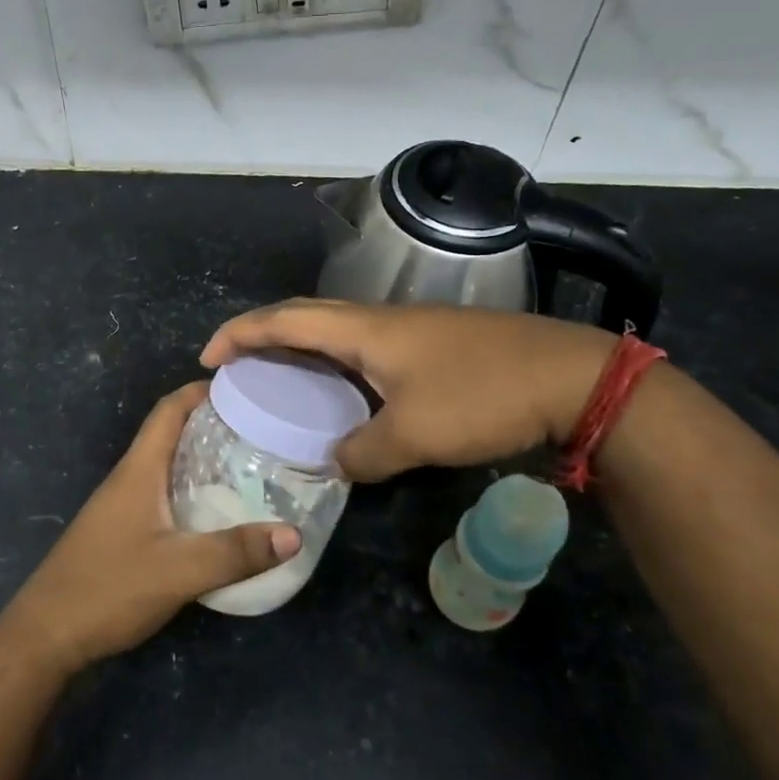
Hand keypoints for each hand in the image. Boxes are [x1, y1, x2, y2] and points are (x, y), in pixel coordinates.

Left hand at [0, 382, 300, 674]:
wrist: (46, 634)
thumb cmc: (109, 588)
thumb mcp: (179, 570)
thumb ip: (235, 552)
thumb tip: (294, 533)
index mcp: (139, 469)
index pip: (169, 410)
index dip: (201, 390)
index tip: (243, 387)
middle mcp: (129, 478)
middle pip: (171, 433)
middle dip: (211, 423)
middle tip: (260, 428)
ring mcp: (122, 505)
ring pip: (167, 465)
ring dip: (202, 457)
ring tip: (248, 464)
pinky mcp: (122, 530)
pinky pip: (163, 494)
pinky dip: (191, 489)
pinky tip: (216, 512)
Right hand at [201, 299, 616, 482]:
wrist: (570, 378)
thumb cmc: (483, 396)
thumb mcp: (415, 436)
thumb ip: (363, 454)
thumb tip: (336, 464)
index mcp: (364, 330)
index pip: (284, 320)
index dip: (240, 334)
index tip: (208, 357)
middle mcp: (379, 320)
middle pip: (304, 315)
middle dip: (261, 333)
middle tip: (234, 363)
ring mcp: (408, 330)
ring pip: (336, 330)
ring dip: (299, 346)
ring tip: (277, 378)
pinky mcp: (432, 346)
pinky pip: (363, 347)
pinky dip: (334, 363)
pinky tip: (342, 393)